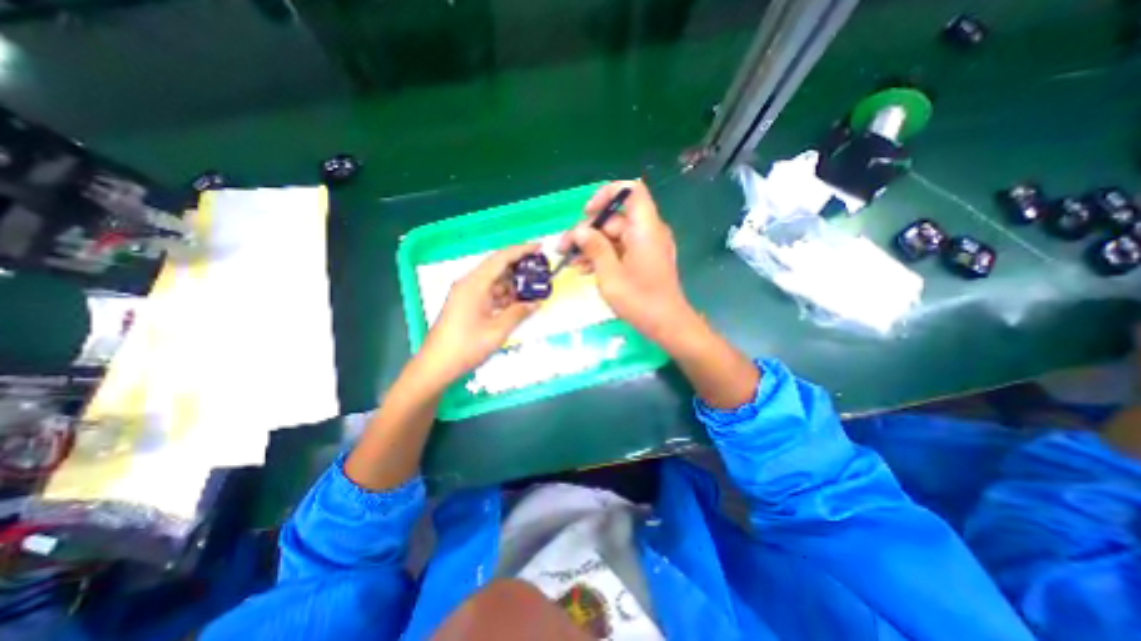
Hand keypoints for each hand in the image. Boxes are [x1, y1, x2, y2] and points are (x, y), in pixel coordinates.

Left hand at [419, 245, 543, 385]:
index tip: (540, 247)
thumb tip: (537, 302)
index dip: (521, 250)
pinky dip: (504, 296)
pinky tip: (517, 303)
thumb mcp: (497, 331)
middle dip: (520, 268)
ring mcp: (467, 294)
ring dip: (513, 284)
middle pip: (497, 267)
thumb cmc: (466, 347)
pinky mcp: (466, 304)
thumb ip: (518, 313)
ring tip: (534, 289)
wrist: (436, 365)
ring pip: (495, 281)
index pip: (501, 258)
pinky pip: (489, 293)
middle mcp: (469, 283)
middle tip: (541, 271)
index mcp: (474, 284)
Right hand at [561, 177, 693, 339]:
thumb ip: (594, 248)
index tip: (587, 214)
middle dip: (588, 231)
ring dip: (591, 246)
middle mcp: (648, 232)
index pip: (630, 190)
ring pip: (614, 236)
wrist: (667, 325)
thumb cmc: (640, 300)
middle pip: (615, 218)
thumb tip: (580, 231)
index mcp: (645, 228)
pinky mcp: (643, 260)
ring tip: (570, 262)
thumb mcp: (610, 274)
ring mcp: (646, 247)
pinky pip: (620, 250)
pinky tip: (584, 269)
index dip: (606, 195)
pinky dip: (603, 256)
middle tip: (564, 248)